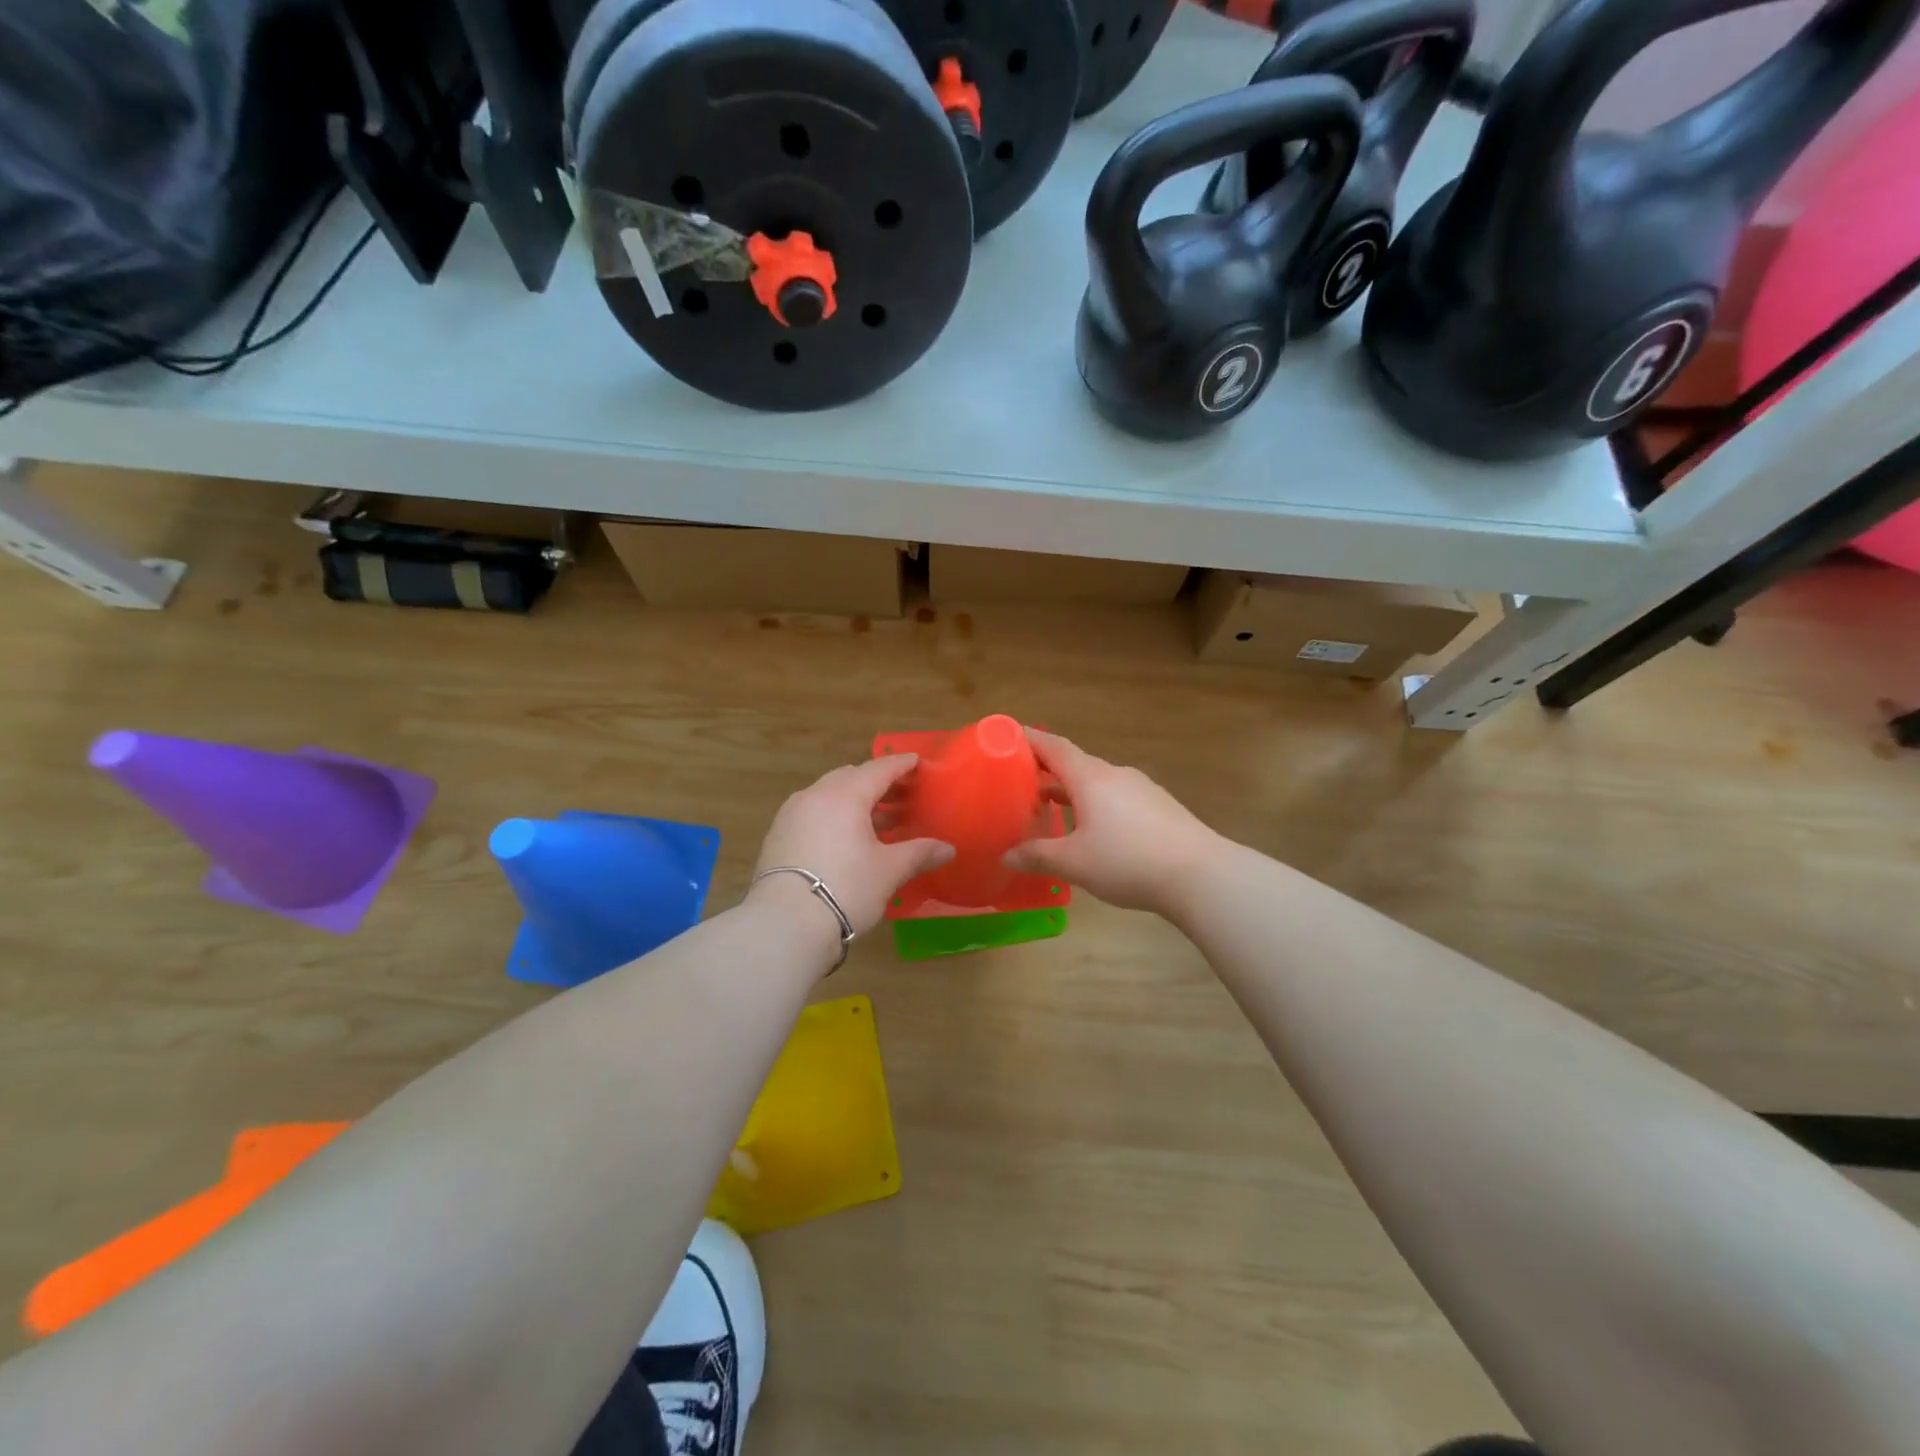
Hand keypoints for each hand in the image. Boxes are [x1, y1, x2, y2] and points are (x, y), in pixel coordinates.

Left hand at [751, 755, 954, 937]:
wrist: (784, 924)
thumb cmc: (846, 888)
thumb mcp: (888, 871)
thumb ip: (918, 853)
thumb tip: (948, 849)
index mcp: (845, 795)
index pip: (879, 769)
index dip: (900, 765)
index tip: (916, 762)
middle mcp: (815, 795)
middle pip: (851, 778)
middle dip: (877, 784)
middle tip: (901, 795)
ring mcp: (791, 815)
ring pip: (829, 796)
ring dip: (855, 802)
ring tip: (878, 821)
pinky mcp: (777, 837)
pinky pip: (813, 814)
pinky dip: (834, 817)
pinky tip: (847, 840)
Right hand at [1004, 729, 1226, 916]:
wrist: (1200, 874)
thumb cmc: (1128, 861)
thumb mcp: (1074, 863)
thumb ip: (1037, 856)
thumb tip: (1007, 856)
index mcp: (1090, 778)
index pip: (1053, 747)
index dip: (1029, 740)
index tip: (1007, 737)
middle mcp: (1115, 775)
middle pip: (1075, 763)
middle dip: (1046, 770)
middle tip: (1020, 782)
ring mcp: (1141, 789)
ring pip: (1097, 782)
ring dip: (1071, 790)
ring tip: (1051, 808)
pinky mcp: (1159, 807)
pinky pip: (1117, 797)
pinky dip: (1095, 804)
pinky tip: (1093, 829)